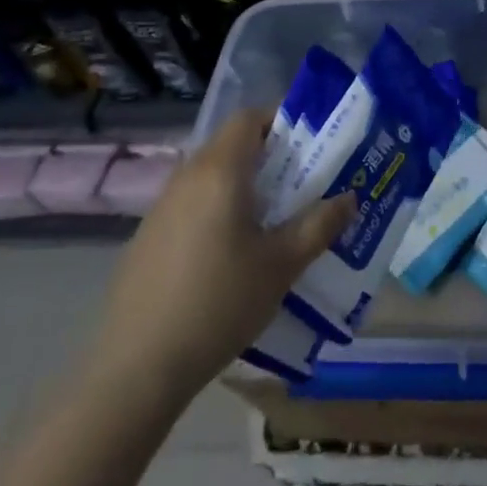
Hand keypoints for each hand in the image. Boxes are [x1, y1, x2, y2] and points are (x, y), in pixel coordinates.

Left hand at [82, 110, 354, 414]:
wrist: (137, 367)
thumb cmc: (220, 302)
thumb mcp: (282, 264)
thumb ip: (320, 225)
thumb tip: (349, 198)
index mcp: (220, 172)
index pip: (249, 118)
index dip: (281, 120)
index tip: (311, 142)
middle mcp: (187, 178)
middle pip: (231, 145)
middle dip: (270, 155)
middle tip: (304, 182)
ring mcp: (162, 208)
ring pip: (211, 175)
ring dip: (244, 183)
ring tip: (275, 218)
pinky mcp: (148, 237)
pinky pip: (193, 203)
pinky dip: (219, 208)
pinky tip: (233, 252)